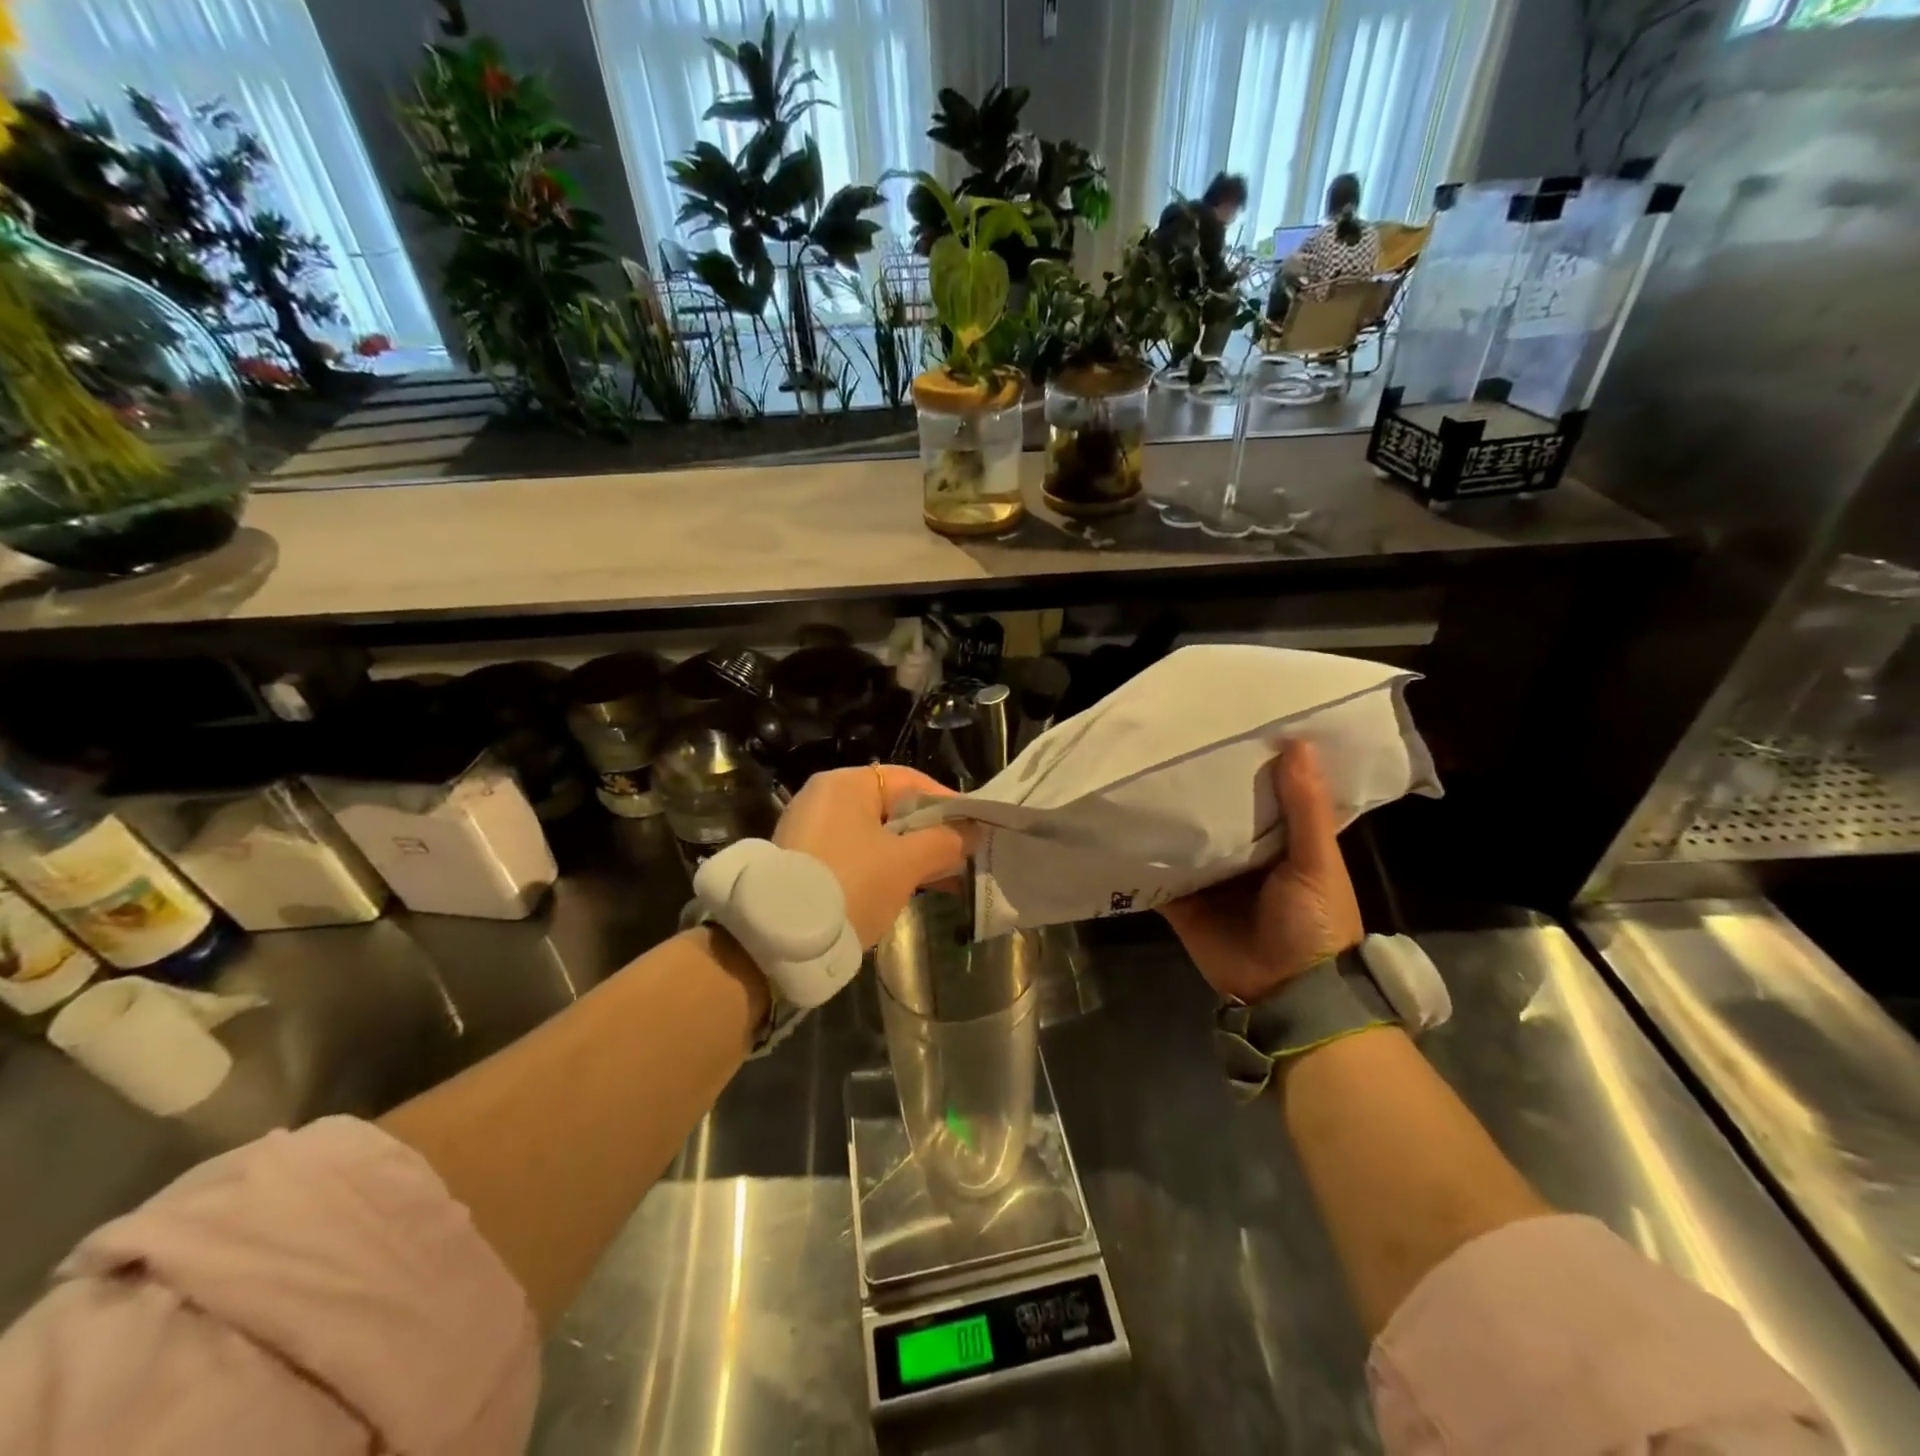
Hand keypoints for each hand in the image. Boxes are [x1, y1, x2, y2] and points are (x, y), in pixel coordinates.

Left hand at [774, 765, 966, 947]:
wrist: (779, 938)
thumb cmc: (850, 884)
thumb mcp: (905, 864)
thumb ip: (944, 842)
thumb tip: (971, 832)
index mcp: (846, 784)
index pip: (909, 781)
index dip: (946, 802)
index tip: (974, 827)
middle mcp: (825, 799)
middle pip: (893, 809)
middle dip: (930, 834)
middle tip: (963, 857)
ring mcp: (812, 831)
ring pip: (876, 836)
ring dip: (910, 856)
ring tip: (945, 880)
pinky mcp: (806, 861)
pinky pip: (857, 855)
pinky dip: (884, 868)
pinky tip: (910, 890)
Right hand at [1160, 741, 1363, 1003]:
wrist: (1287, 992)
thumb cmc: (1314, 922)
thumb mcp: (1318, 862)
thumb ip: (1304, 808)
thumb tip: (1297, 742)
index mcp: (1279, 841)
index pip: (1259, 792)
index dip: (1247, 763)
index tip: (1224, 725)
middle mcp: (1241, 855)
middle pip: (1215, 813)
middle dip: (1198, 786)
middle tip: (1168, 741)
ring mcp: (1207, 878)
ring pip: (1183, 839)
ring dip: (1166, 816)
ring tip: (1137, 771)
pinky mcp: (1181, 902)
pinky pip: (1157, 874)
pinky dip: (1141, 856)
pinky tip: (1120, 824)